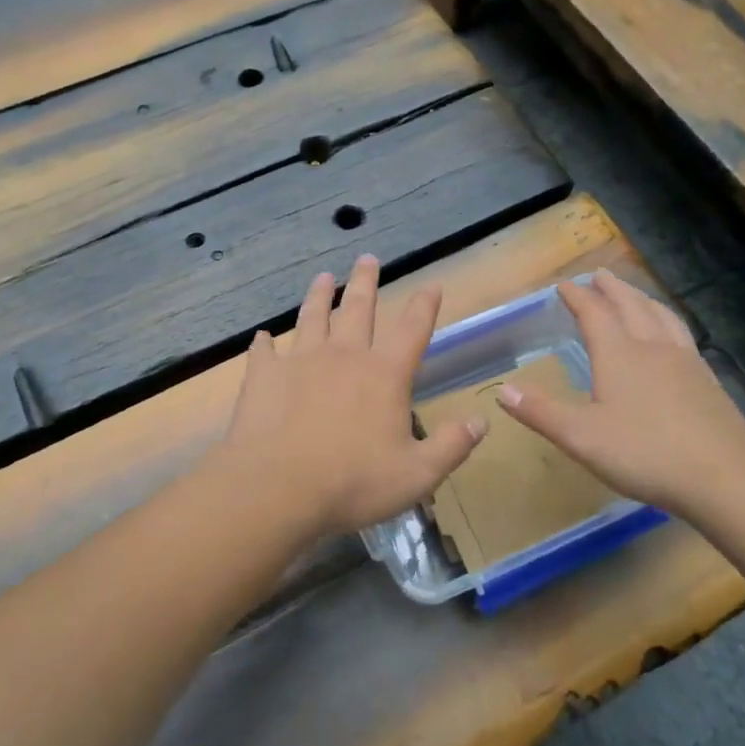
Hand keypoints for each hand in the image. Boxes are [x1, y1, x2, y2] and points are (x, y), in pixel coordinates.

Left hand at [209, 255, 485, 540]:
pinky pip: (264, 351)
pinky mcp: (264, 375)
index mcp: (384, 375)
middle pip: (359, 309)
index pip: (412, 330)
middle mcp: (344, 356)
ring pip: (313, 317)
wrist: (278, 487)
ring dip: (319, 295)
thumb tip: (481, 421)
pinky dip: (265, 343)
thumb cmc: (353, 483)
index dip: (424, 306)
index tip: (431, 284)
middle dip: (366, 282)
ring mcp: (301, 361)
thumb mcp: (418, 475)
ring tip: (322, 277)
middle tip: (367, 258)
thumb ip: (452, 446)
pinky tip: (262, 337)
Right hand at [497, 269, 744, 519]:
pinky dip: (668, 322)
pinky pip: (682, 335)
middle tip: (599, 275)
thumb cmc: (643, 453)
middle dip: (612, 288)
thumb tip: (502, 390)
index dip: (578, 297)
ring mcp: (685, 362)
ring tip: (634, 295)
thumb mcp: (580, 436)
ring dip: (643, 299)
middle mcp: (652, 348)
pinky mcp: (707, 380)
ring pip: (661, 317)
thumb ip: (540, 412)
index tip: (564, 284)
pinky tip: (671, 338)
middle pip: (631, 306)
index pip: (595, 314)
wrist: (722, 477)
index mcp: (619, 355)